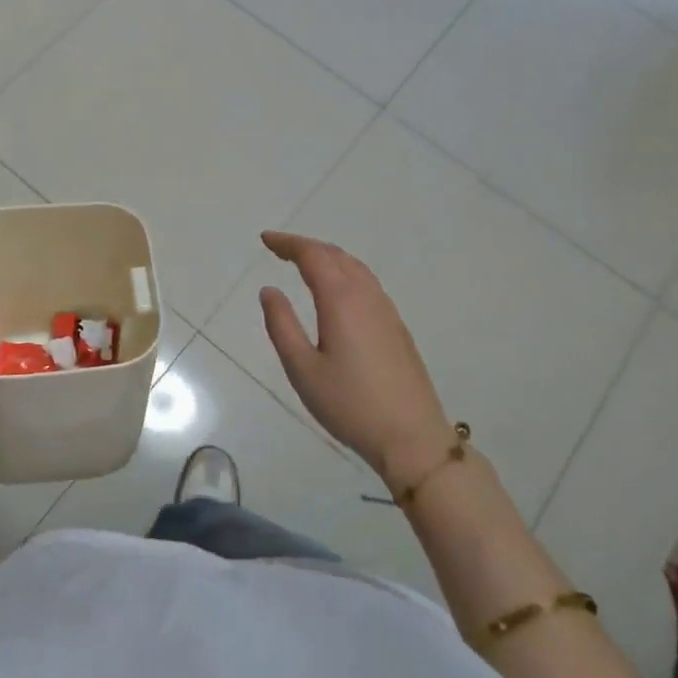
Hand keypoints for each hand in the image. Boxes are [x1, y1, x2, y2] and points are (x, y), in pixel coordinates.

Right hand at [258, 231, 455, 489]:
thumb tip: (270, 290)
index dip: (288, 243)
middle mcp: (367, 296)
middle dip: (305, 246)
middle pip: (336, 255)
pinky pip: (367, 283)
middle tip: (278, 248)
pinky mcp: (397, 328)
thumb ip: (282, 325)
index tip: (265, 239)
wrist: (412, 438)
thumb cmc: (349, 404)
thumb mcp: (302, 369)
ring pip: (355, 267)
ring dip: (327, 257)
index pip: (313, 256)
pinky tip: (337, 290)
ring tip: (304, 263)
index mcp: (341, 300)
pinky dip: (344, 272)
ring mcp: (386, 311)